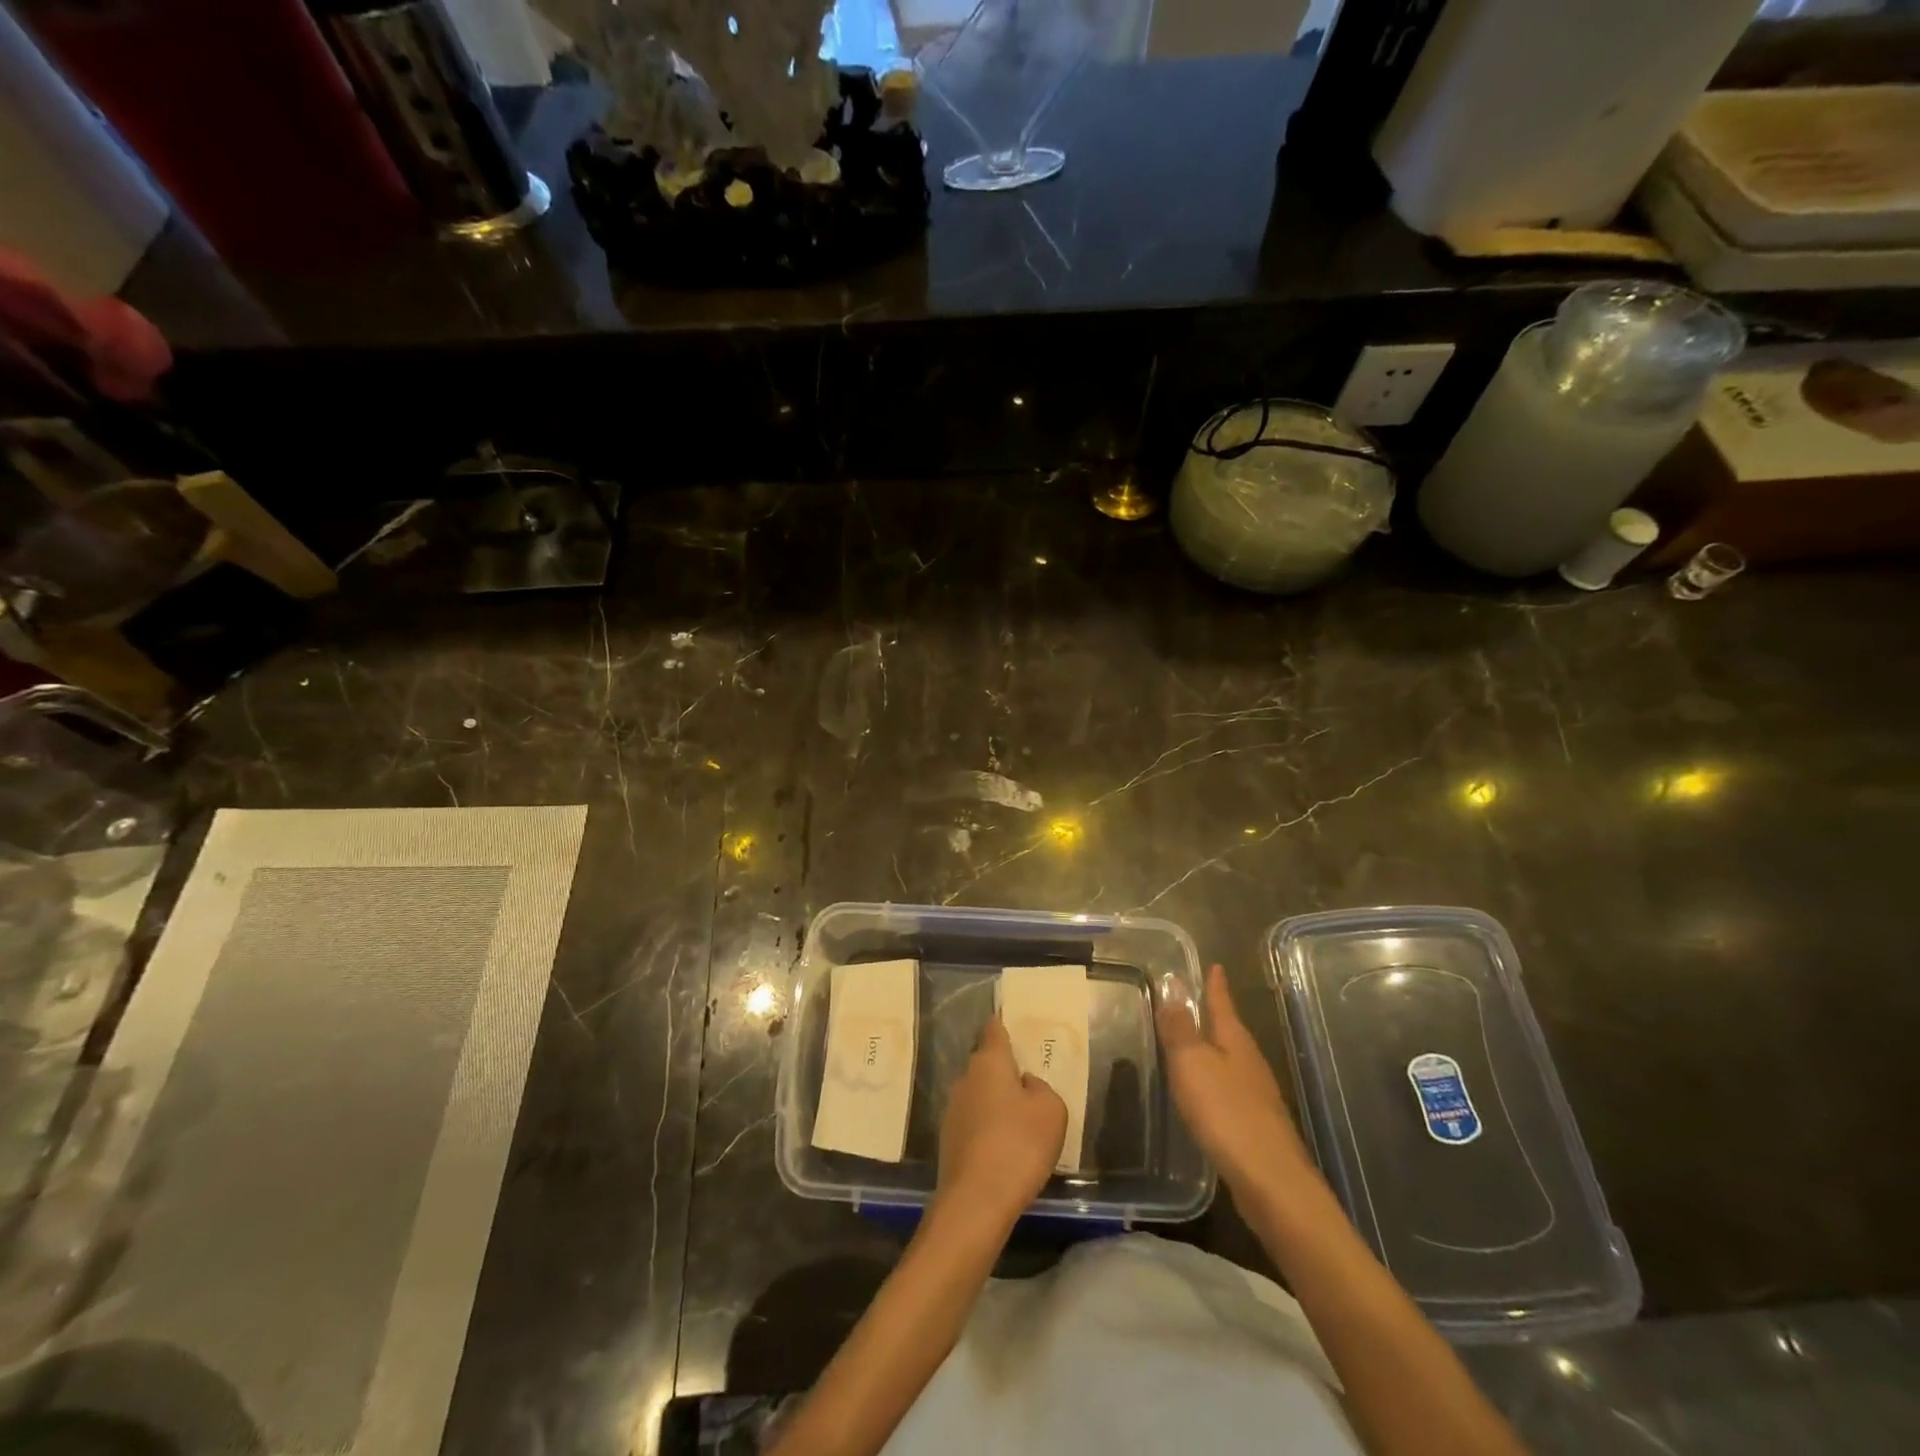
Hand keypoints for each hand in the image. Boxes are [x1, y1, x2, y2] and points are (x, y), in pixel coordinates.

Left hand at [936, 1015, 1066, 1228]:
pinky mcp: (949, 1140)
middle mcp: (966, 1078)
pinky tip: (1005, 1150)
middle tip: (1029, 1082)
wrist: (976, 1201)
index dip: (1004, 1024)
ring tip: (1021, 1122)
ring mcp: (953, 1109)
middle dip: (1004, 1071)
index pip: (995, 1029)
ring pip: (980, 1094)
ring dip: (996, 1103)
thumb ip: (1041, 1088)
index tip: (1013, 1022)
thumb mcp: (1051, 1110)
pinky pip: (974, 1122)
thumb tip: (1025, 1085)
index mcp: (990, 1062)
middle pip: (987, 1064)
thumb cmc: (1019, 1144)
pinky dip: (988, 1129)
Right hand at [1158, 964, 1312, 1203]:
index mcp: (1235, 1041)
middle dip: (1214, 1016)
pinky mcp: (1255, 1126)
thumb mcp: (1192, 1063)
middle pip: (1229, 1030)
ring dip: (1212, 1049)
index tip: (1215, 965)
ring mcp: (1257, 1096)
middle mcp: (1250, 1063)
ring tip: (1191, 1045)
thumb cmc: (1226, 1113)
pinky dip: (1214, 1081)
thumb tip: (1173, 983)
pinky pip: (1230, 1089)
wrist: (1272, 1183)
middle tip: (1193, 1001)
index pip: (1222, 1003)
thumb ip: (1180, 1027)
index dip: (1216, 985)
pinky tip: (1204, 1094)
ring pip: (1231, 1061)